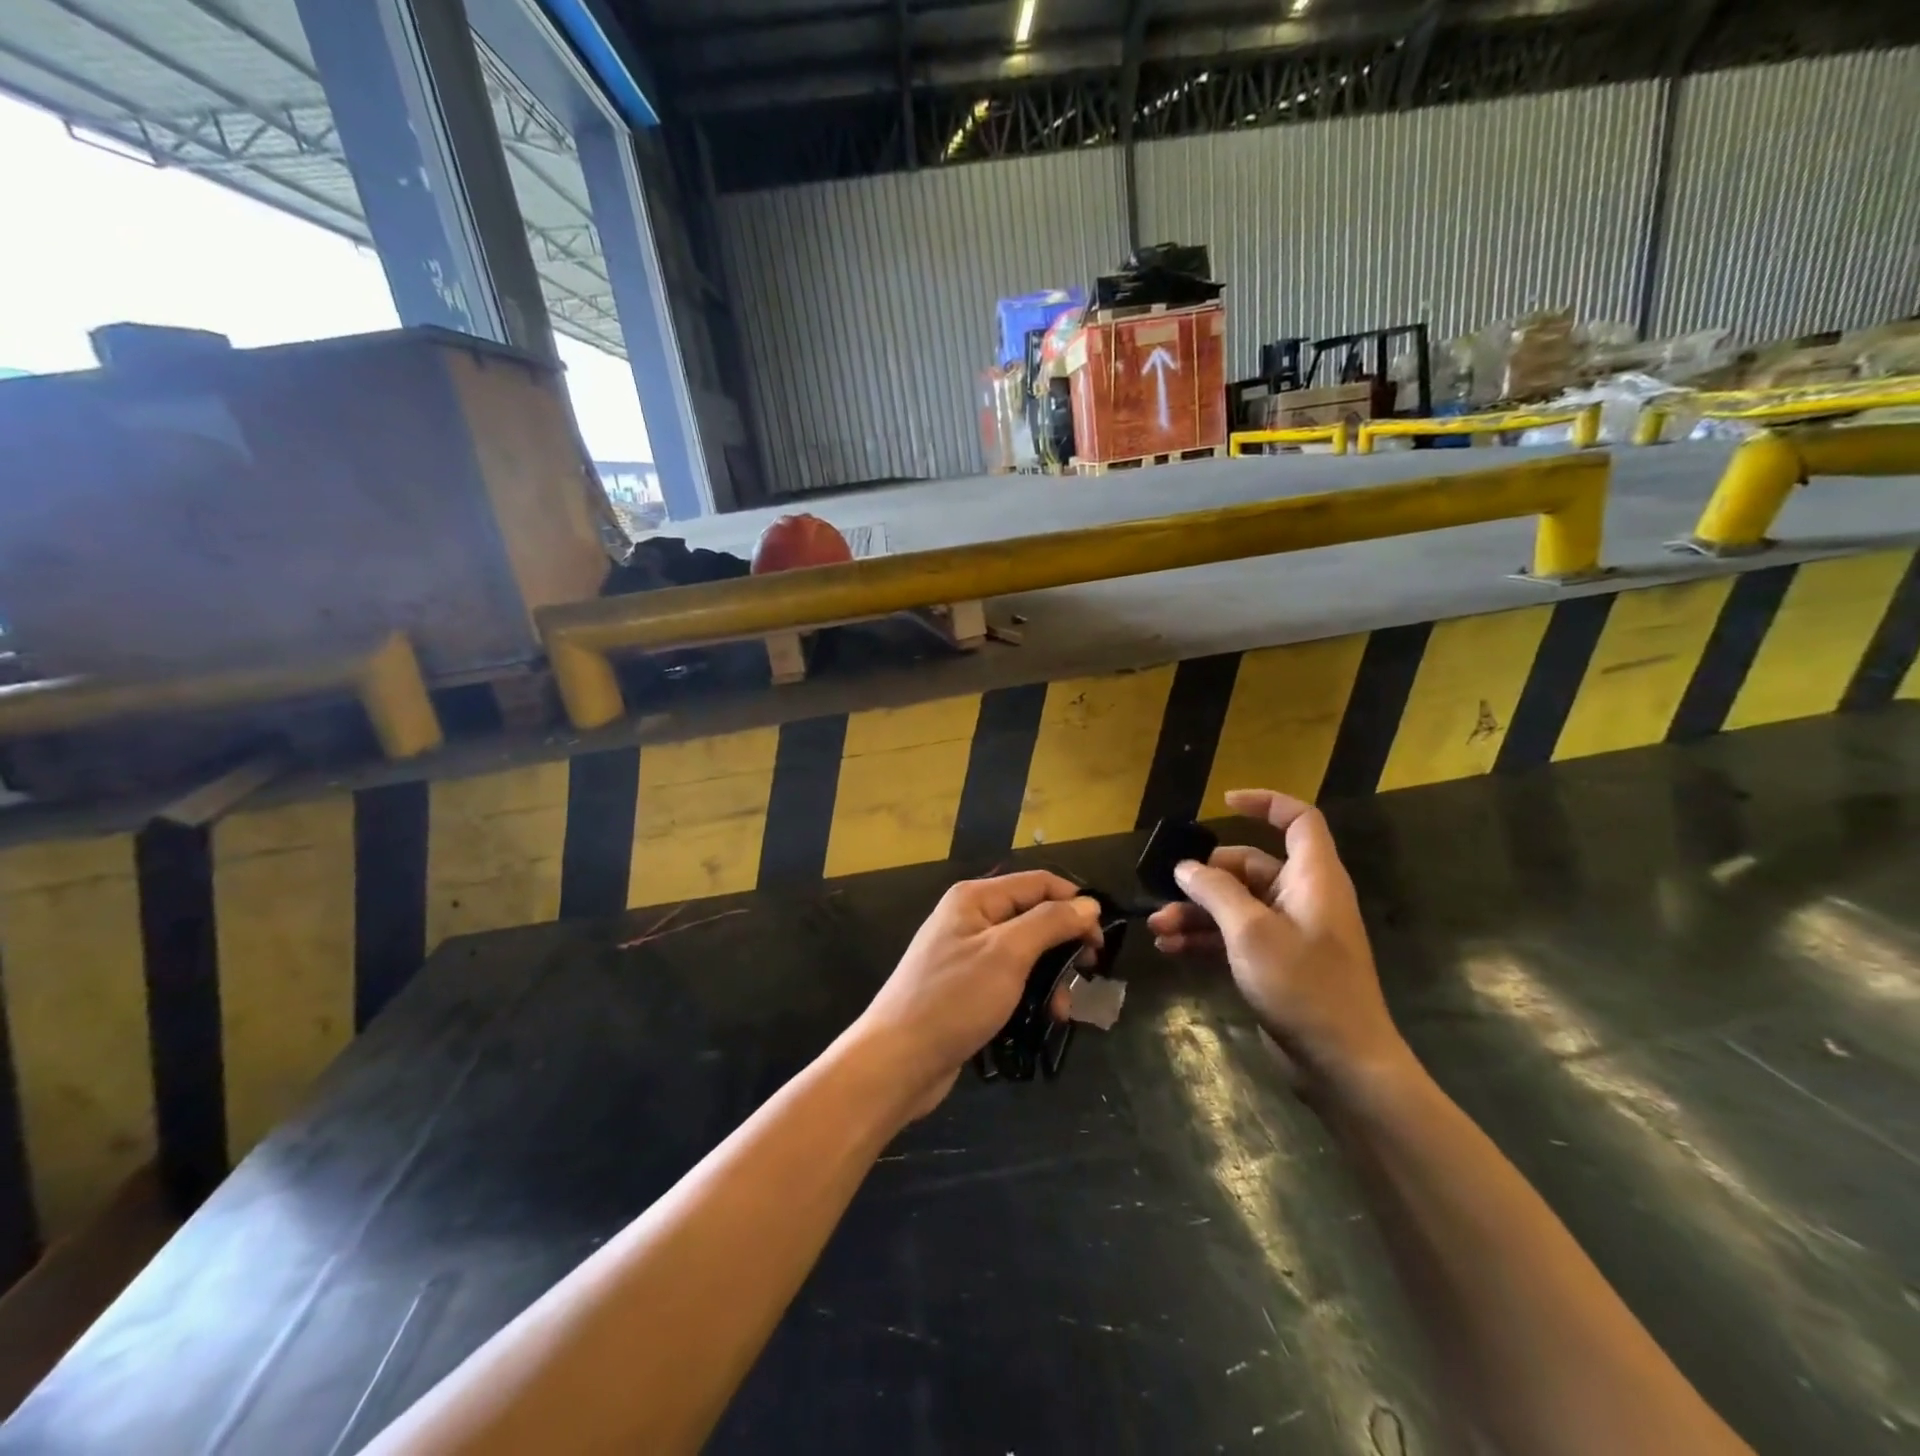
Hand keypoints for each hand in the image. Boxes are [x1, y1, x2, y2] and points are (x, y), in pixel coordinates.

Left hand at [852, 871, 1101, 1119]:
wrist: (897, 1060)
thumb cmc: (954, 999)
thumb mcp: (1007, 954)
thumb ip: (1050, 923)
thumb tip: (1088, 903)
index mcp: (975, 898)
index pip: (1038, 883)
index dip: (1074, 902)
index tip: (1102, 937)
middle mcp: (970, 918)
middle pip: (1033, 916)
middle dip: (1064, 943)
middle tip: (1089, 971)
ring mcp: (966, 954)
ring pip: (1025, 952)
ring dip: (1051, 975)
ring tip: (1063, 1008)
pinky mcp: (966, 988)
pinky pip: (1010, 979)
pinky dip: (1031, 993)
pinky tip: (1045, 1017)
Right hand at [1148, 789, 1408, 1100]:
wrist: (1341, 1064)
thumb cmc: (1303, 985)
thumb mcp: (1251, 931)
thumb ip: (1216, 891)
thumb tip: (1186, 866)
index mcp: (1312, 878)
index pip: (1298, 820)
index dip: (1265, 803)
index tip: (1223, 803)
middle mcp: (1302, 898)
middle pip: (1250, 866)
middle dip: (1206, 876)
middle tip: (1169, 890)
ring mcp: (1290, 933)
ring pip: (1236, 904)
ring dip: (1196, 912)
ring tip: (1157, 927)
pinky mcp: (1276, 963)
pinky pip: (1235, 936)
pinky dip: (1205, 938)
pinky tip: (1170, 949)